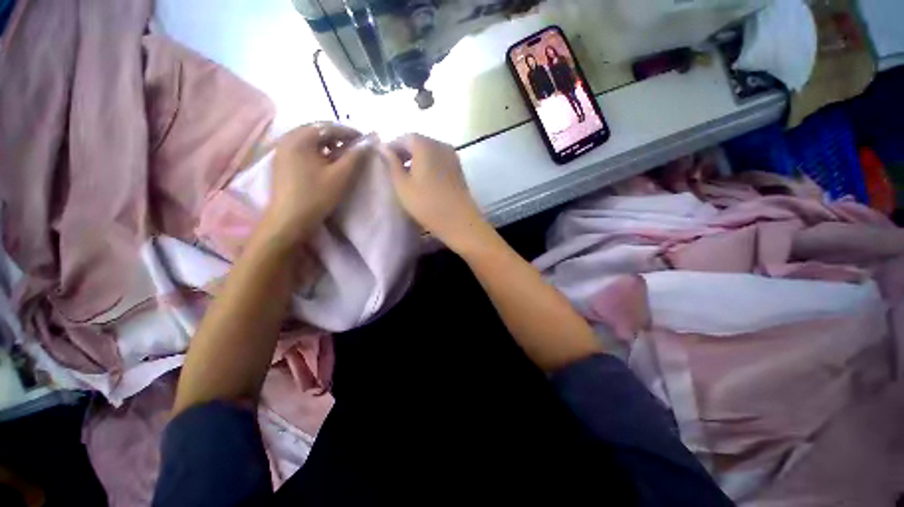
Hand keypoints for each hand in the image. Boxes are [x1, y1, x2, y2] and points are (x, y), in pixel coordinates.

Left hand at [262, 122, 375, 244]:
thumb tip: (368, 142)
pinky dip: (318, 150)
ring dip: (328, 144)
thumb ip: (355, 156)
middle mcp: (288, 137)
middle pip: (318, 130)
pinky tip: (327, 161)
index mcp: (300, 138)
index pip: (330, 127)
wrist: (290, 219)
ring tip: (343, 155)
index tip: (366, 140)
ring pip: (310, 139)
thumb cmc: (317, 196)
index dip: (350, 132)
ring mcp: (282, 149)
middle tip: (356, 147)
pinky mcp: (281, 161)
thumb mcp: (341, 176)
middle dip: (339, 137)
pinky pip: (303, 148)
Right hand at [382, 134, 492, 253]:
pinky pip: (439, 160)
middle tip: (394, 170)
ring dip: (417, 160)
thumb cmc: (427, 203)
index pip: (404, 137)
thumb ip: (391, 164)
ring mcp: (452, 156)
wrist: (459, 220)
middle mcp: (441, 144)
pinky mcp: (458, 169)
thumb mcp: (402, 185)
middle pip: (418, 143)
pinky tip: (424, 181)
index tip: (383, 161)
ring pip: (430, 152)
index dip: (392, 148)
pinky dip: (429, 165)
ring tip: (407, 177)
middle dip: (404, 153)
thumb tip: (383, 148)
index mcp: (425, 144)